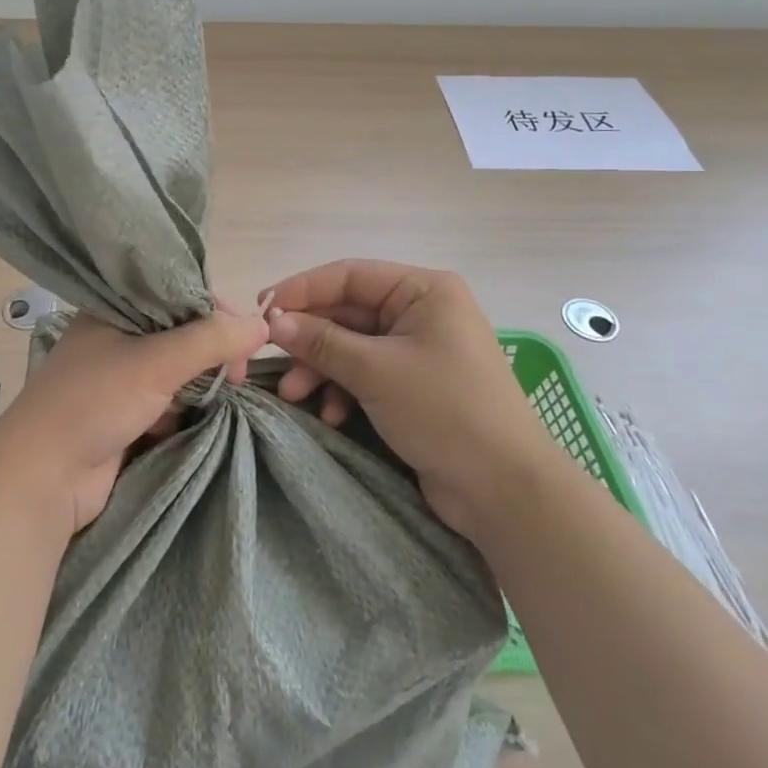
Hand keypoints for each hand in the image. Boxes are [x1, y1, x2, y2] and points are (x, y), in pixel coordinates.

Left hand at [0, 305, 268, 534]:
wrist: (43, 478)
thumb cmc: (94, 403)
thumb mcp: (155, 362)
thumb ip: (210, 341)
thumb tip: (263, 325)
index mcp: (114, 308)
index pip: (177, 294)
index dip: (214, 311)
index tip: (245, 337)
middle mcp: (116, 335)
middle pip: (181, 332)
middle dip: (213, 351)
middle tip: (236, 376)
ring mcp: (119, 377)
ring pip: (177, 368)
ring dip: (202, 382)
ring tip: (224, 395)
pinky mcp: (125, 414)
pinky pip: (168, 399)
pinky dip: (186, 406)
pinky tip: (199, 415)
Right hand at [260, 260, 546, 534]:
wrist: (505, 491)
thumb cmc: (445, 411)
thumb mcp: (376, 371)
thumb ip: (321, 342)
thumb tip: (273, 321)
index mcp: (423, 290)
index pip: (349, 275)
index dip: (302, 289)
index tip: (262, 310)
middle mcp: (421, 311)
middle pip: (347, 312)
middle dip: (309, 339)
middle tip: (271, 358)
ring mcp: (418, 350)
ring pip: (351, 346)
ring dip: (320, 368)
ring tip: (293, 395)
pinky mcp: (414, 385)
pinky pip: (365, 374)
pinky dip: (342, 390)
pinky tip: (330, 414)